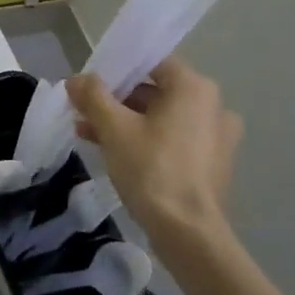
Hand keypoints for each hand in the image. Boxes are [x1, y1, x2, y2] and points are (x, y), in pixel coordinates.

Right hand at [66, 57, 242, 241]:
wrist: (188, 231)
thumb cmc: (151, 169)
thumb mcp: (114, 129)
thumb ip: (93, 96)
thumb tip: (77, 79)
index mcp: (194, 88)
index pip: (152, 63)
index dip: (117, 71)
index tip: (90, 86)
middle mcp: (212, 105)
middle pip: (155, 91)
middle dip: (116, 101)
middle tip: (84, 113)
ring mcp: (217, 136)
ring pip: (162, 118)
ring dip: (127, 122)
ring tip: (90, 135)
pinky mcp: (212, 162)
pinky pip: (174, 139)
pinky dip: (147, 140)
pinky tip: (116, 154)